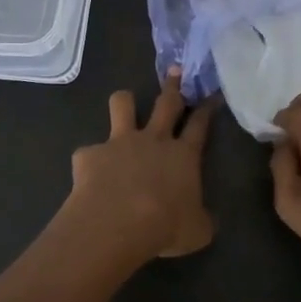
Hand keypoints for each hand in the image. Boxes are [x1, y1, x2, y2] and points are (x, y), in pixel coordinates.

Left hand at [66, 67, 218, 261]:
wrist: (117, 222)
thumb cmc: (165, 226)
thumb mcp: (197, 231)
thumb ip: (201, 219)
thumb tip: (204, 220)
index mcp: (184, 155)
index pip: (200, 125)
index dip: (206, 109)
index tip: (210, 96)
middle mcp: (154, 139)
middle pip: (166, 103)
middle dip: (172, 85)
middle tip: (175, 70)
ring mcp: (120, 142)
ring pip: (123, 104)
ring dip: (125, 101)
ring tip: (125, 102)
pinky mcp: (90, 153)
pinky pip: (89, 151)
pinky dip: (91, 160)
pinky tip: (90, 175)